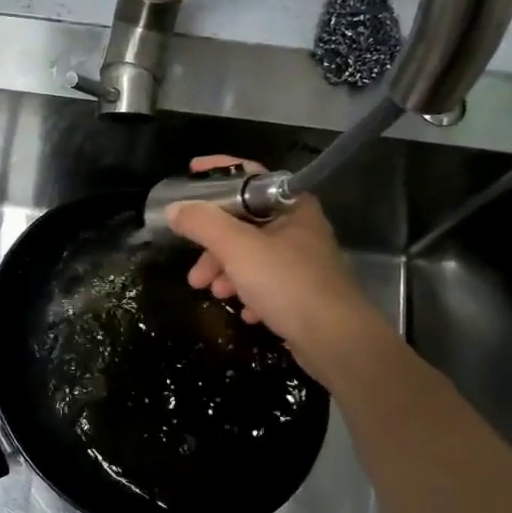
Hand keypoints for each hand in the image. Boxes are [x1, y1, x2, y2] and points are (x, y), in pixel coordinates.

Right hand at [165, 155, 378, 364]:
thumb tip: (175, 209)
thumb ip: (203, 224)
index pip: (250, 176)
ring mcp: (303, 262)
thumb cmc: (287, 283)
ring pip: (252, 256)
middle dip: (213, 245)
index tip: (189, 175)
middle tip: (195, 267)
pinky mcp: (303, 293)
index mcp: (291, 206)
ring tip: (214, 293)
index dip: (218, 172)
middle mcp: (299, 229)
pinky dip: (249, 293)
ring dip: (227, 272)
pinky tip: (246, 311)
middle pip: (244, 223)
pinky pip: (266, 284)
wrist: (336, 340)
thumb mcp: (237, 248)